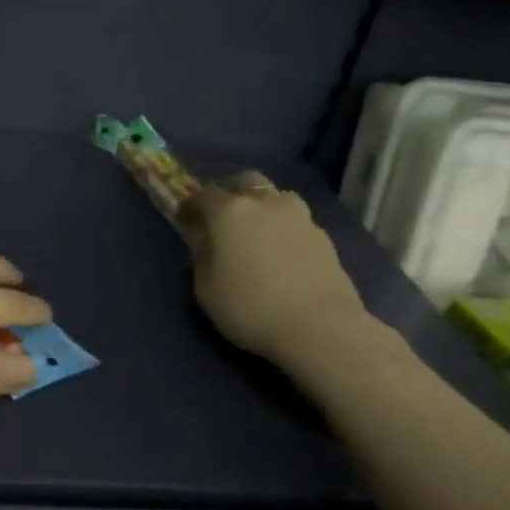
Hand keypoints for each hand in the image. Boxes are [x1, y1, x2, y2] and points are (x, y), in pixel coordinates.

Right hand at [178, 171, 364, 361]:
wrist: (320, 327)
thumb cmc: (250, 307)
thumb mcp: (206, 290)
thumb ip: (201, 258)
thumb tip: (206, 244)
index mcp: (229, 211)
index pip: (202, 194)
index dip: (191, 206)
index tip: (186, 221)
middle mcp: (265, 203)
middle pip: (244, 181)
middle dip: (230, 192)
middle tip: (223, 218)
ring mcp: (299, 216)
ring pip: (275, 198)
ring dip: (263, 209)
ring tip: (258, 235)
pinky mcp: (324, 236)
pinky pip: (296, 222)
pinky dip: (284, 230)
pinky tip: (282, 255)